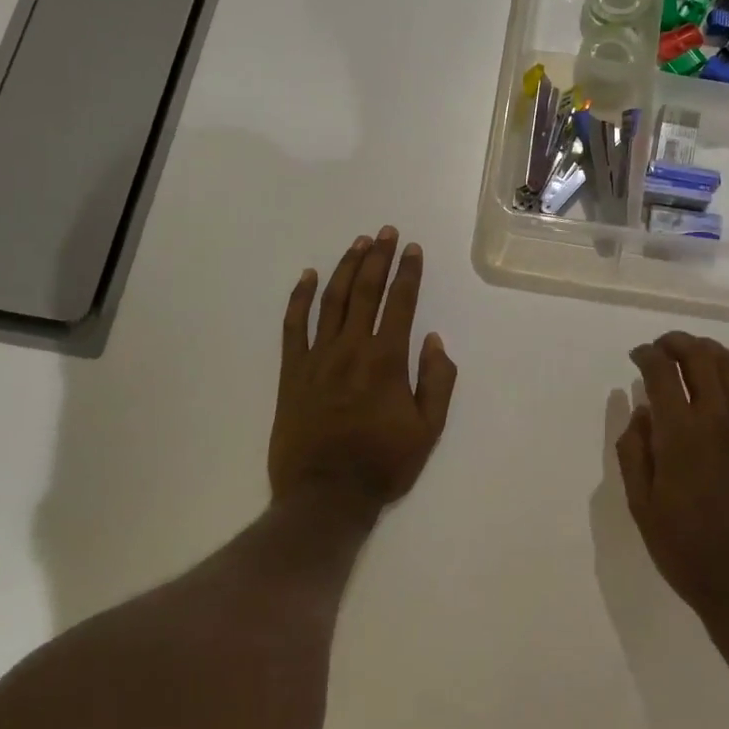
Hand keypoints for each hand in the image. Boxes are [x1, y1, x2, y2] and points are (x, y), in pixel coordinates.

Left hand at [269, 227, 458, 517]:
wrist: (325, 496)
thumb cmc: (383, 464)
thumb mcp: (428, 430)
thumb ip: (437, 381)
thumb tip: (434, 340)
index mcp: (386, 360)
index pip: (400, 303)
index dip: (408, 272)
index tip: (413, 249)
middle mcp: (351, 349)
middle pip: (365, 291)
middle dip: (378, 258)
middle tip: (386, 232)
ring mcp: (317, 358)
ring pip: (331, 300)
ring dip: (345, 268)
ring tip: (358, 243)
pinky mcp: (291, 372)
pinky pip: (293, 326)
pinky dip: (299, 298)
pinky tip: (307, 276)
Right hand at [618, 332, 728, 636]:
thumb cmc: (687, 550)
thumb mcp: (641, 506)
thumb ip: (635, 451)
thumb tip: (642, 410)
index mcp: (680, 435)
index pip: (661, 372)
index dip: (646, 355)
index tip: (637, 356)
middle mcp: (718, 418)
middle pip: (699, 356)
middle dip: (675, 342)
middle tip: (661, 348)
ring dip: (708, 349)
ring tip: (691, 354)